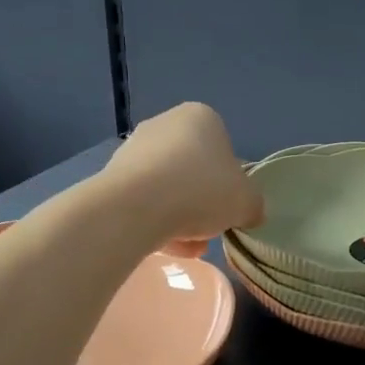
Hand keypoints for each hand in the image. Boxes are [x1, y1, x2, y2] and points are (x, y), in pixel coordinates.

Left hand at [105, 103, 263, 248]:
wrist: (136, 206)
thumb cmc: (201, 190)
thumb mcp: (247, 201)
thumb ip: (253, 205)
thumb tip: (249, 212)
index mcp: (201, 117)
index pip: (224, 150)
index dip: (230, 183)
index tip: (229, 207)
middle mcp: (165, 124)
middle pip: (194, 170)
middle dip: (202, 203)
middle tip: (209, 230)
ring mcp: (134, 148)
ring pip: (168, 188)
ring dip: (181, 217)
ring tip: (188, 247)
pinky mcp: (112, 175)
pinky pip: (144, 201)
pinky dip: (155, 222)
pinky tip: (164, 246)